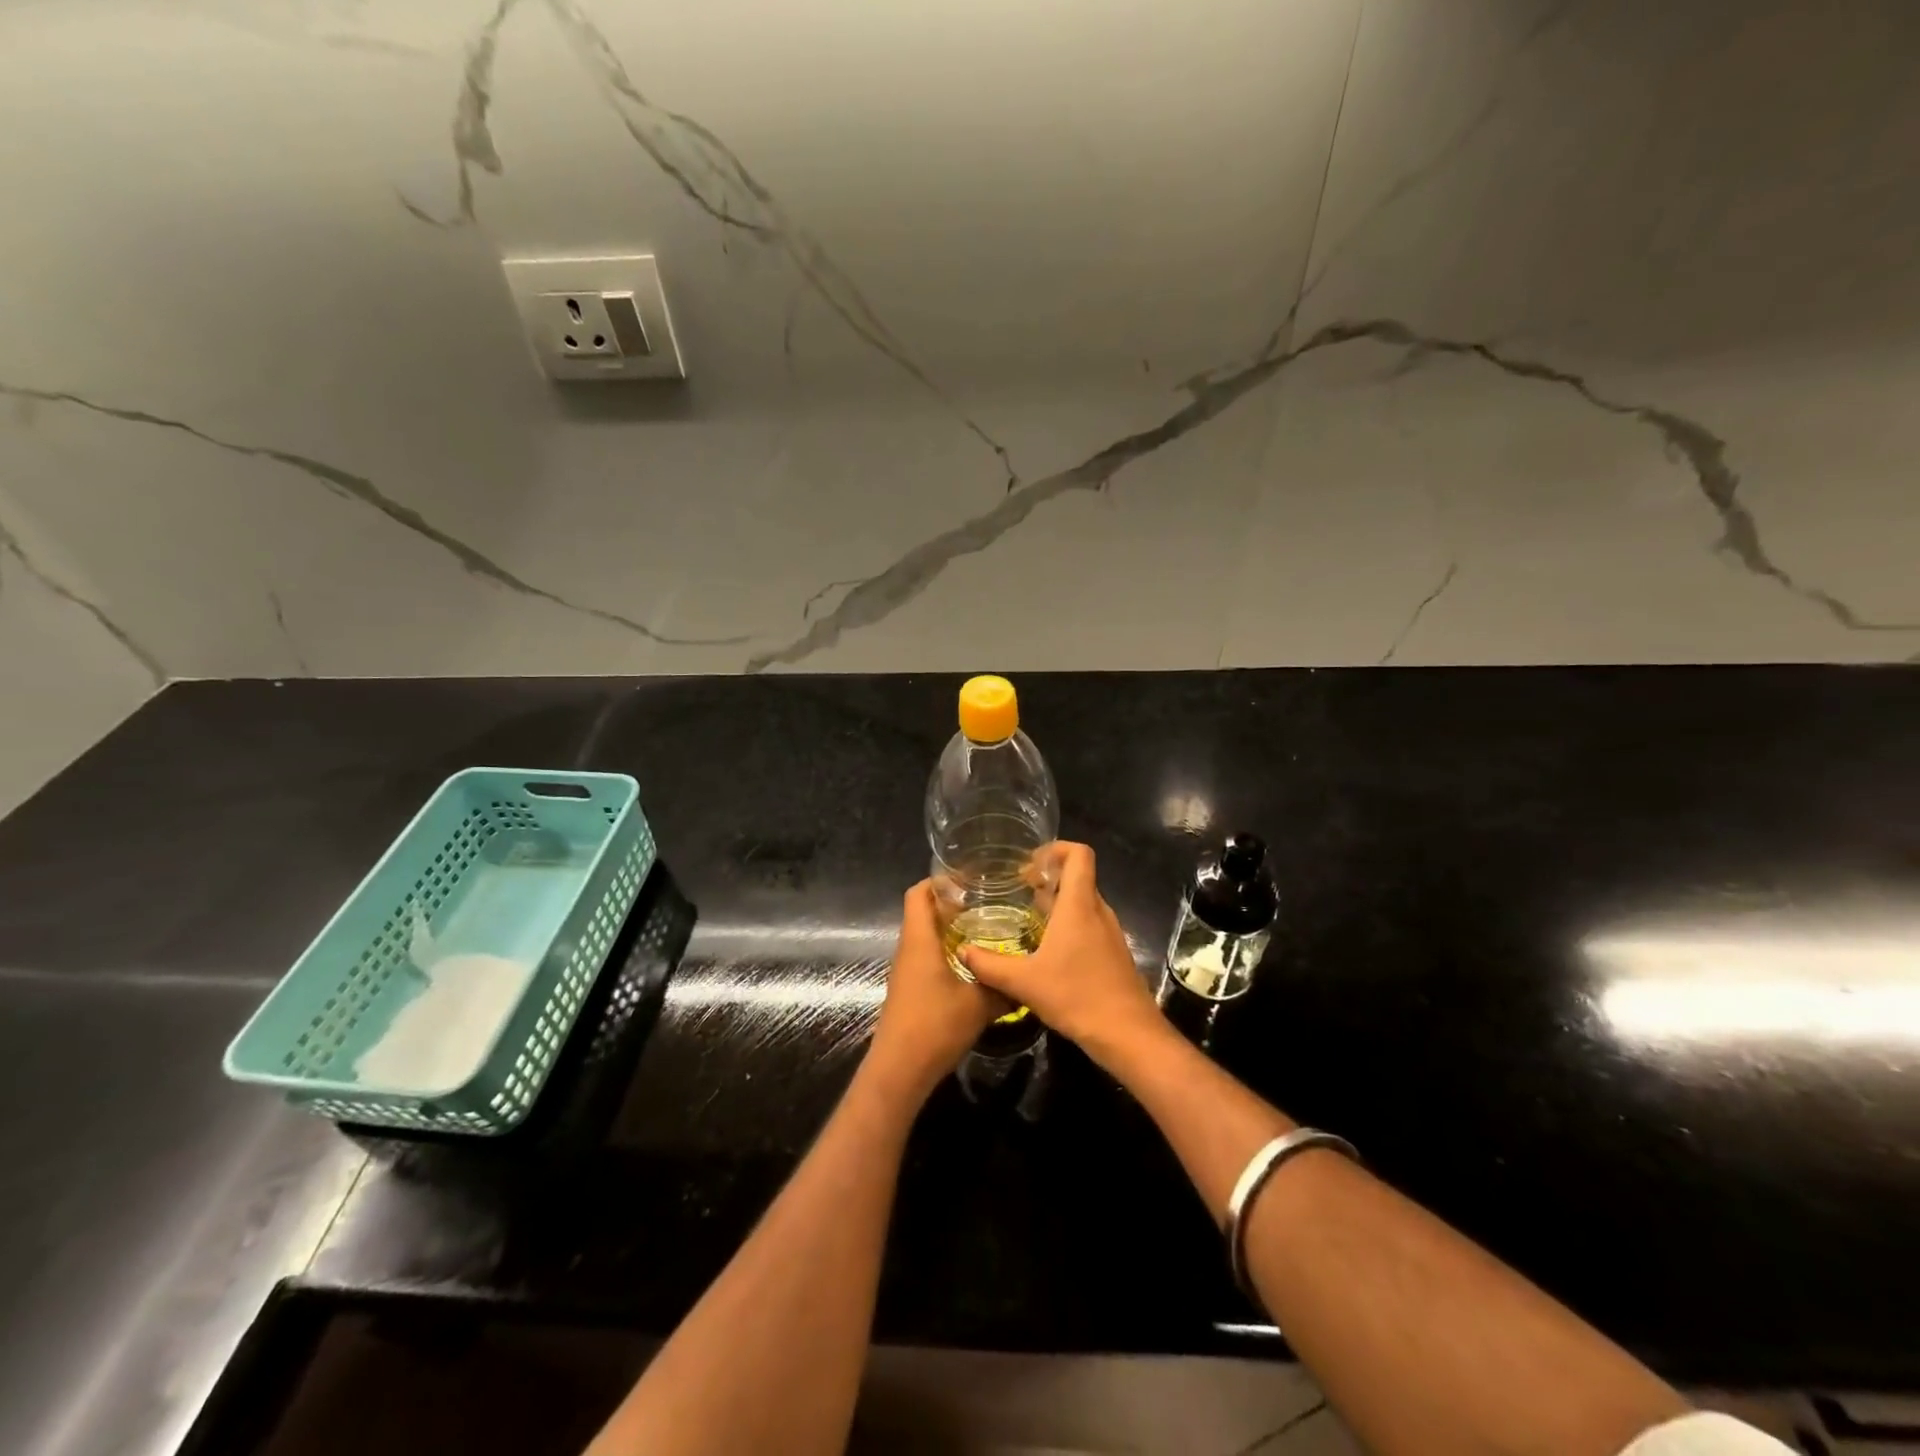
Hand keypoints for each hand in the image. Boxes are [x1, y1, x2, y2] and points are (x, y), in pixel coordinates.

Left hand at [868, 881, 998, 1100]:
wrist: (900, 1070)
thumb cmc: (934, 1026)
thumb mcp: (979, 1004)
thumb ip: (1003, 987)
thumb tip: (1027, 978)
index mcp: (919, 940)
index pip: (919, 893)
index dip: (939, 880)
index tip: (969, 878)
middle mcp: (909, 948)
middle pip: (923, 911)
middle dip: (952, 903)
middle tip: (988, 902)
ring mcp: (906, 970)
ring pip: (926, 936)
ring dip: (951, 929)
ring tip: (987, 928)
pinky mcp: (910, 989)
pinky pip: (927, 956)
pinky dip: (947, 951)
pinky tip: (974, 964)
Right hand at [959, 842, 1166, 1067]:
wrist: (1128, 1034)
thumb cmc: (1077, 997)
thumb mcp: (1024, 982)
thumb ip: (989, 965)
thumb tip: (962, 952)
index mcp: (1079, 905)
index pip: (1079, 854)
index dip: (1056, 849)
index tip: (1029, 864)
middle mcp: (1098, 911)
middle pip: (1079, 877)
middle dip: (1050, 877)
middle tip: (1020, 890)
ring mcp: (1110, 933)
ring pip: (1084, 902)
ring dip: (1059, 902)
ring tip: (1029, 918)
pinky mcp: (1114, 953)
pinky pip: (1090, 924)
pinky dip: (1070, 924)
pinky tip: (1048, 950)